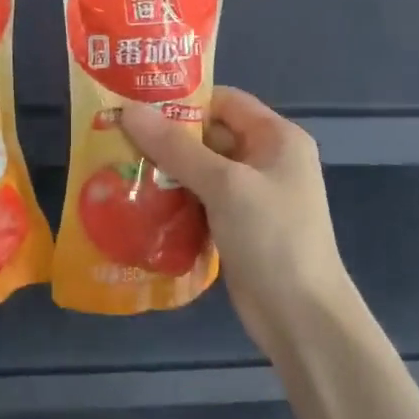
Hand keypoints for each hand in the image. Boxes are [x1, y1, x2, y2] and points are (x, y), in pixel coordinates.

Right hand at [121, 87, 352, 360]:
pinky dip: (174, 199)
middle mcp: (266, 159)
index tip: (136, 104)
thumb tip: (129, 110)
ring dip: (166, 170)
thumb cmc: (272, 238)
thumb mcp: (224, 185)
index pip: (225, 101)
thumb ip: (176, 147)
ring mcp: (252, 195)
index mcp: (277, 137)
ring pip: (202, 170)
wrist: (301, 318)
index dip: (183, 100)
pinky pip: (201, 200)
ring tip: (118, 166)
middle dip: (166, 137)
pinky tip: (139, 202)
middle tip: (117, 137)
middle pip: (210, 135)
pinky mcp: (238, 226)